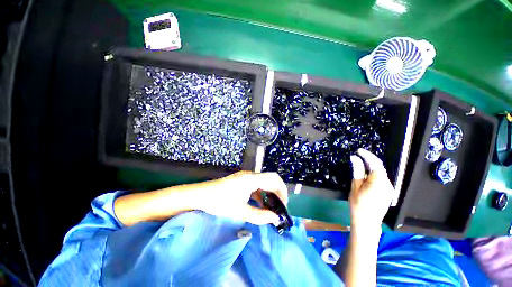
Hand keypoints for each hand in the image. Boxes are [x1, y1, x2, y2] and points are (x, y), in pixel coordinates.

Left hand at [195, 171, 288, 224]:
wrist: (201, 195)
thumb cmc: (219, 202)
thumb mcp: (240, 211)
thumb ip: (259, 215)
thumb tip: (275, 219)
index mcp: (251, 179)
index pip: (274, 179)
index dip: (282, 191)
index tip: (283, 205)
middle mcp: (251, 175)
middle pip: (271, 179)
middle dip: (278, 192)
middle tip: (280, 207)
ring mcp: (246, 177)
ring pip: (264, 182)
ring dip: (270, 193)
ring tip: (272, 207)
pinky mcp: (243, 181)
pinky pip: (257, 185)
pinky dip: (262, 194)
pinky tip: (261, 204)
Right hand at [349, 149, 394, 232]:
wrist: (367, 222)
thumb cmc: (358, 203)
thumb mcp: (355, 185)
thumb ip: (357, 170)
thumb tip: (354, 158)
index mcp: (379, 181)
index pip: (375, 163)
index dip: (367, 155)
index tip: (358, 150)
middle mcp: (388, 183)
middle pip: (379, 167)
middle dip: (368, 161)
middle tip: (357, 157)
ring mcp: (389, 188)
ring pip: (380, 173)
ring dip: (370, 168)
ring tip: (359, 166)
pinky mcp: (388, 192)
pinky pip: (381, 179)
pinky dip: (373, 175)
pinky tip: (365, 176)